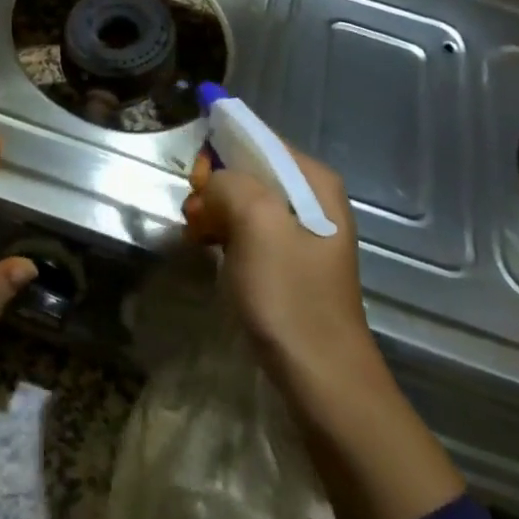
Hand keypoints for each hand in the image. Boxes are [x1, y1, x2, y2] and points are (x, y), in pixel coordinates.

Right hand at [184, 142, 464, 518]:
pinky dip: (225, 234)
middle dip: (215, 186)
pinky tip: (210, 251)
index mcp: (314, 181)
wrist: (322, 378)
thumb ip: (230, 184)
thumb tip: (212, 183)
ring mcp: (302, 231)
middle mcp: (312, 198)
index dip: (219, 152)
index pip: (257, 139)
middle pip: (249, 169)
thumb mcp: (257, 226)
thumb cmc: (290, 298)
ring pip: (244, 200)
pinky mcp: (289, 260)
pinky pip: (248, 228)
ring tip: (198, 238)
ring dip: (215, 212)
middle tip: (196, 219)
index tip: (196, 185)